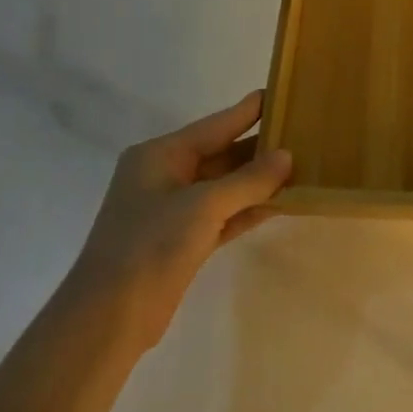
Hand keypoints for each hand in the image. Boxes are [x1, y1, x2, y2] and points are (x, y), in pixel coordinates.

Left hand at [69, 91, 292, 353]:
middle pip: (222, 154)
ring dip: (259, 180)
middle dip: (260, 147)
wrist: (108, 319)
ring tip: (302, 164)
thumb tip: (287, 156)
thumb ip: (248, 180)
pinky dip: (250, 208)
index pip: (215, 124)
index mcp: (160, 155)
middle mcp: (166, 176)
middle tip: (303, 132)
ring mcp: (174, 210)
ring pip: (226, 186)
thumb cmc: (150, 245)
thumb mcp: (203, 205)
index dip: (249, 110)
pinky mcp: (183, 240)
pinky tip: (283, 202)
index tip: (282, 92)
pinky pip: (224, 214)